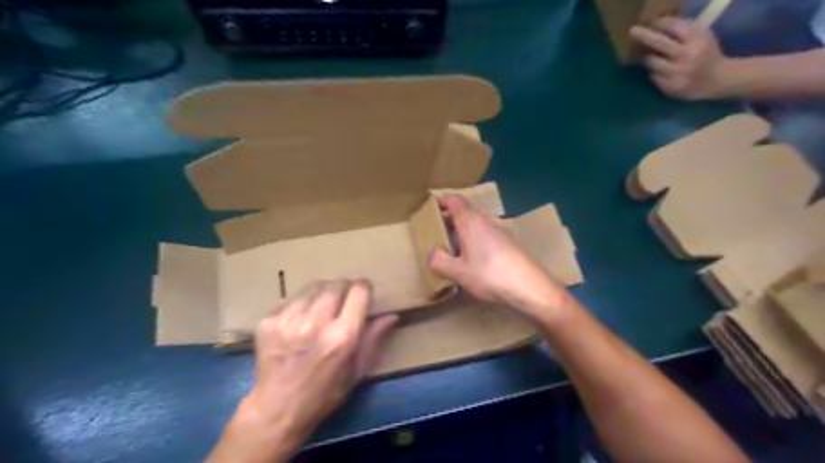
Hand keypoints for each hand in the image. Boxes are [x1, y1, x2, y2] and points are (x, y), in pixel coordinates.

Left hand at [209, 278, 396, 461]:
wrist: (278, 409)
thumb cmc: (325, 393)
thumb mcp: (357, 371)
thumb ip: (374, 339)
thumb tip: (392, 315)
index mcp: (343, 337)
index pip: (359, 291)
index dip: (364, 288)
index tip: (364, 292)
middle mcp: (316, 324)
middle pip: (336, 285)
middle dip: (344, 287)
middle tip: (344, 298)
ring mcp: (289, 321)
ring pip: (313, 287)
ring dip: (323, 292)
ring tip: (322, 306)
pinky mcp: (268, 322)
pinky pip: (291, 298)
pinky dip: (301, 303)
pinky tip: (300, 319)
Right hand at [425, 196, 568, 321]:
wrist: (531, 287)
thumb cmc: (491, 275)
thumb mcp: (458, 272)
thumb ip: (439, 260)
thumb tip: (431, 251)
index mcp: (471, 222)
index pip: (455, 200)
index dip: (441, 201)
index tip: (429, 208)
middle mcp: (486, 222)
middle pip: (465, 212)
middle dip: (449, 220)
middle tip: (436, 233)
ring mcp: (500, 232)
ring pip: (476, 225)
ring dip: (462, 232)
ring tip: (451, 249)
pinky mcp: (509, 244)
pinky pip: (485, 236)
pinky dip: (474, 241)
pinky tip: (473, 260)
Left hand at [629, 16, 730, 99]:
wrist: (716, 80)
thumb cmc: (706, 54)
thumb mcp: (702, 36)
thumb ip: (684, 30)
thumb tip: (659, 24)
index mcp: (697, 40)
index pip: (674, 27)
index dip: (660, 24)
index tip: (652, 23)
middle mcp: (686, 56)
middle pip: (659, 43)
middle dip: (644, 36)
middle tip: (632, 31)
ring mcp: (676, 73)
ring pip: (651, 62)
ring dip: (648, 57)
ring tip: (650, 56)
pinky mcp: (669, 87)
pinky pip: (653, 76)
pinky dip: (654, 72)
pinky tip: (660, 70)